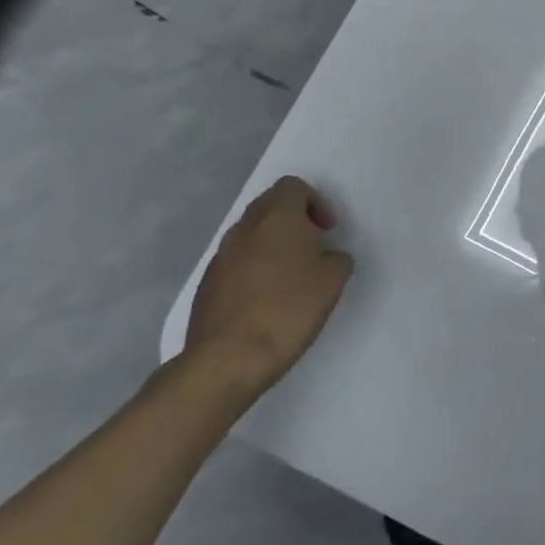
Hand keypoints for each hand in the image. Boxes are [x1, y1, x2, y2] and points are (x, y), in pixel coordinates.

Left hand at [183, 177, 353, 401]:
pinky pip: (236, 261)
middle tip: (312, 248)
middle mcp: (245, 228)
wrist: (229, 357)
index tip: (327, 231)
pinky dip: (254, 268)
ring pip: (251, 233)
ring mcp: (221, 255)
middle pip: (269, 205)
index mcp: (277, 217)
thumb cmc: (289, 309)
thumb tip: (327, 257)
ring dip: (272, 244)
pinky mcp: (208, 283)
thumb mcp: (333, 281)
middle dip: (293, 220)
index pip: (293, 186)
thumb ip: (337, 258)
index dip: (315, 202)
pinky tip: (267, 298)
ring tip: (291, 276)